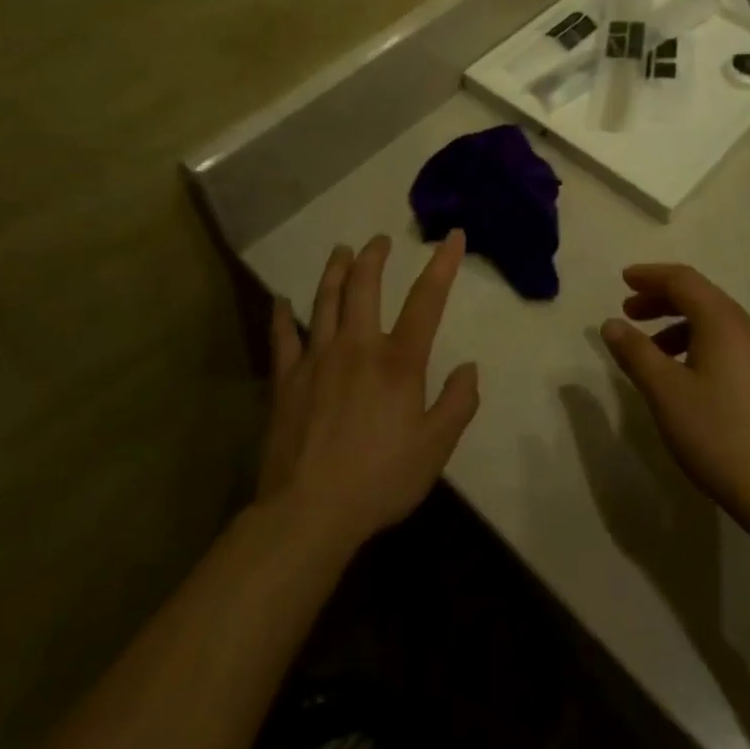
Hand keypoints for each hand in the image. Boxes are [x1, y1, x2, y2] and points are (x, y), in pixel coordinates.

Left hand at [257, 233, 479, 550]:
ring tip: (341, 250)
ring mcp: (317, 359)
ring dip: (335, 271)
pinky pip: (282, 338)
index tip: (452, 235)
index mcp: (398, 361)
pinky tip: (280, 301)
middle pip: (365, 286)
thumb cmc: (379, 480)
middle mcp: (357, 346)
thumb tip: (469, 368)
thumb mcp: (435, 448)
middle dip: (374, 257)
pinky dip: (282, 316)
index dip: (442, 264)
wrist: (309, 513)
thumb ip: (457, 404)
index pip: (426, 300)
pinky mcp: (286, 380)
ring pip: (325, 301)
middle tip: (379, 240)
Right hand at [600, 264, 749, 536]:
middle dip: (662, 300)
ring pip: (717, 323)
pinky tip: (688, 378)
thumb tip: (611, 324)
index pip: (683, 280)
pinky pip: (731, 345)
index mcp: (724, 322)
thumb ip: (636, 353)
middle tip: (629, 314)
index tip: (623, 281)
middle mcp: (749, 329)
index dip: (650, 275)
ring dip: (680, 325)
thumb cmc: (719, 436)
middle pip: (701, 297)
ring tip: (653, 353)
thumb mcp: (665, 393)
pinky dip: (701, 344)